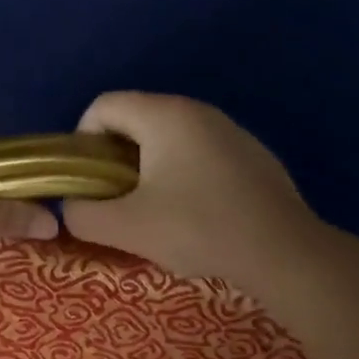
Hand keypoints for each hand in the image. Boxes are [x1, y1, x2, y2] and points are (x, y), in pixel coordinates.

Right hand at [61, 92, 323, 285]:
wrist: (285, 253)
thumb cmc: (199, 229)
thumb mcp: (125, 228)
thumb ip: (82, 214)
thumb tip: (73, 206)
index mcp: (164, 115)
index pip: (103, 105)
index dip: (83, 141)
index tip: (90, 182)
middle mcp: (197, 110)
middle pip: (134, 120)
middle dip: (115, 158)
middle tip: (118, 202)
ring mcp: (229, 130)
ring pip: (167, 138)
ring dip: (148, 169)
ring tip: (155, 212)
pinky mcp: (251, 154)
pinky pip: (198, 153)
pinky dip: (182, 175)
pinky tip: (196, 215)